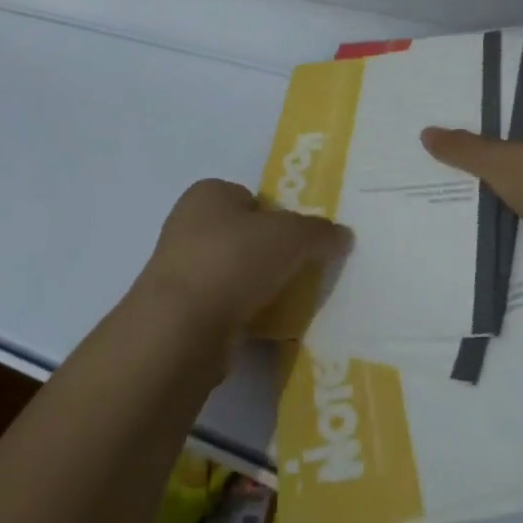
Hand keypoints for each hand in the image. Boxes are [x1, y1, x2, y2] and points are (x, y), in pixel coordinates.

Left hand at [136, 179, 349, 345]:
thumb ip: (320, 231)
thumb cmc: (235, 260)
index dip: (279, 216)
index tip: (300, 240)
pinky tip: (267, 325)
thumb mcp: (292, 235)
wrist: (182, 328)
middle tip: (301, 270)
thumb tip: (342, 235)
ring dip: (260, 286)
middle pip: (244, 236)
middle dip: (272, 253)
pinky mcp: (181, 312)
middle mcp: (187, 226)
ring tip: (289, 301)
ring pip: (235, 273)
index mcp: (207, 194)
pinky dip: (246, 314)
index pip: (251, 198)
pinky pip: (226, 306)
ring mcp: (180, 271)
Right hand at [421, 118, 522, 310]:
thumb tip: (426, 132)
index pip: (516, 123)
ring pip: (514, 194)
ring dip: (486, 199)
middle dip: (477, 165)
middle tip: (427, 165)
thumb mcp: (505, 161)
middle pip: (513, 160)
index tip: (443, 134)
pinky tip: (461, 229)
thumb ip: (465, 149)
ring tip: (434, 196)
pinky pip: (520, 225)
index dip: (482, 127)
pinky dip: (498, 227)